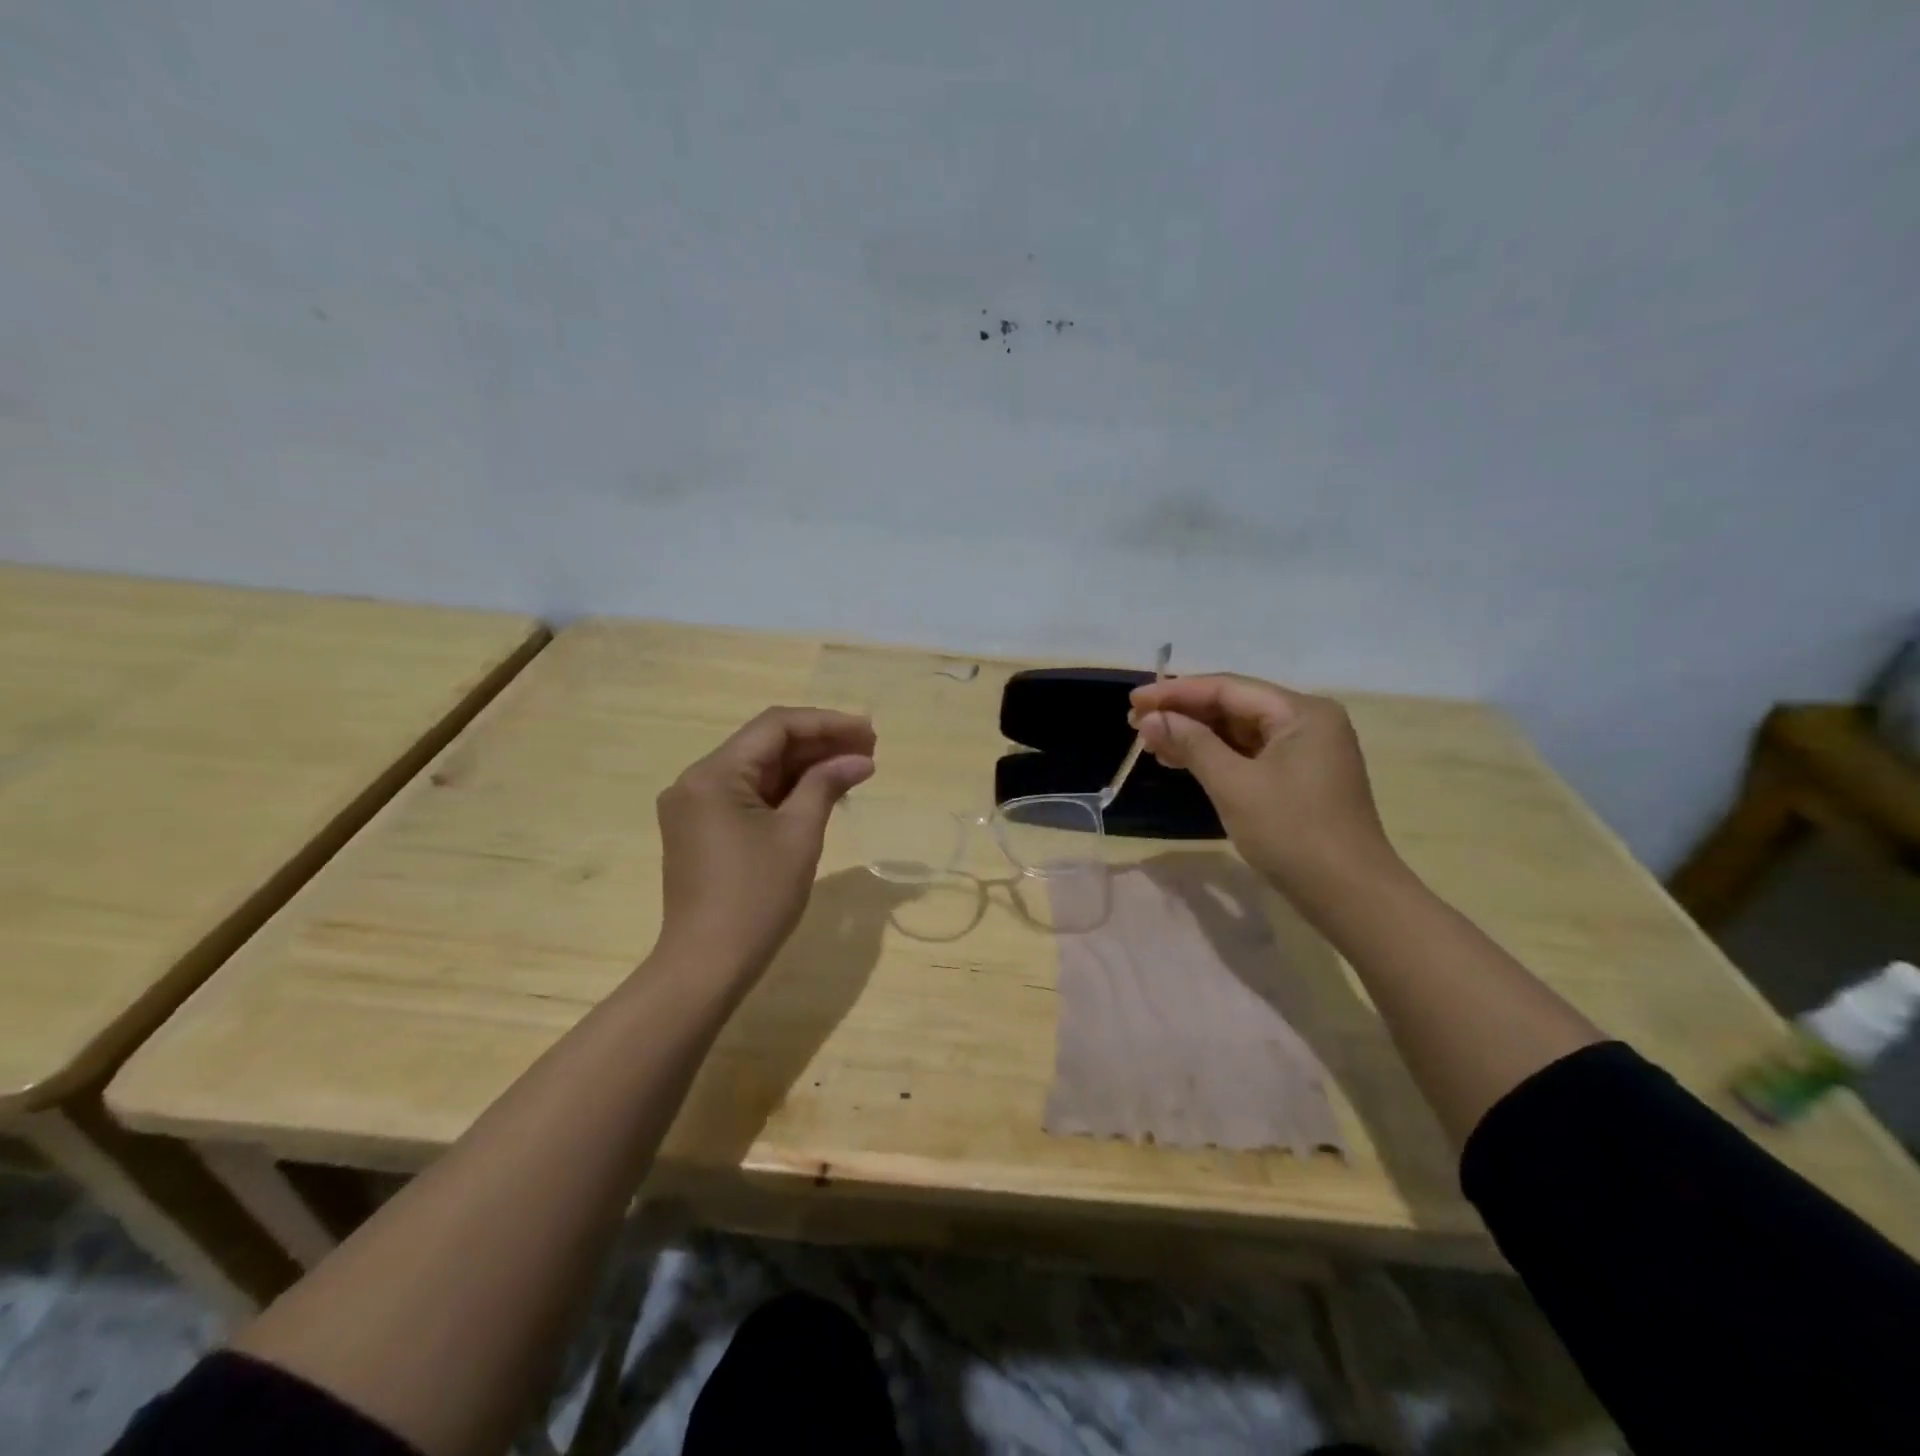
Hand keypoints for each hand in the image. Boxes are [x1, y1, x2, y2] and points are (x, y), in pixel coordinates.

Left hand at [655, 707, 875, 977]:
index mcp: (713, 775)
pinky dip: (786, 792)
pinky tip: (822, 792)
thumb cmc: (756, 898)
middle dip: (819, 744)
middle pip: (765, 746)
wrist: (706, 966)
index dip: (826, 723)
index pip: (775, 727)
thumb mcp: (798, 835)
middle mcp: (696, 781)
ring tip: (855, 767)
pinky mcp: (701, 831)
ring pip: (758, 771)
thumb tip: (859, 759)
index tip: (869, 732)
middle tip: (870, 749)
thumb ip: (826, 785)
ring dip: (805, 767)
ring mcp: (695, 807)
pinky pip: (749, 797)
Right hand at [1129, 674, 1395, 897]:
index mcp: (1301, 712)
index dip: (1176, 693)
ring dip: (1195, 735)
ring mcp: (1306, 750)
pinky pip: (1249, 753)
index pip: (1227, 688)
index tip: (1133, 701)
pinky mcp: (1300, 776)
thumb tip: (1151, 719)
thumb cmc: (1292, 832)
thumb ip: (1192, 744)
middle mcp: (1307, 721)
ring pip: (1239, 731)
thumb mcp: (1234, 785)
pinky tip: (1181, 761)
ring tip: (1151, 744)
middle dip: (1183, 714)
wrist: (1349, 895)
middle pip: (1234, 705)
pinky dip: (1215, 756)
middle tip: (1135, 725)